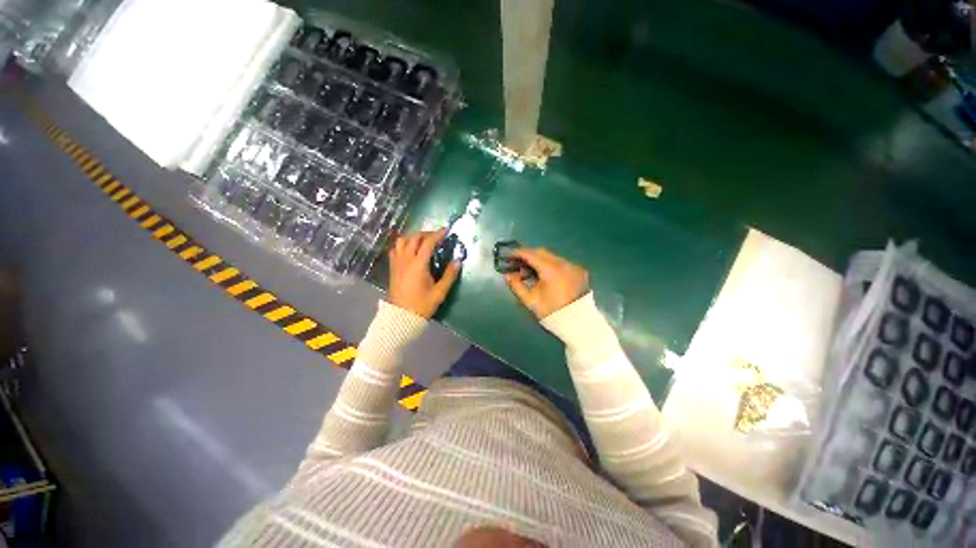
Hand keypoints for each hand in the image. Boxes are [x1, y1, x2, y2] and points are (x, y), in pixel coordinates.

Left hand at [388, 228, 460, 317]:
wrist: (401, 317)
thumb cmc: (422, 305)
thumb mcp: (439, 292)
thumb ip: (449, 276)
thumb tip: (458, 261)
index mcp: (418, 265)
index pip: (428, 243)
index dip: (437, 234)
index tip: (446, 230)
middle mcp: (406, 260)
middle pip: (414, 238)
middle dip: (426, 233)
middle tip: (437, 236)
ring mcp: (397, 263)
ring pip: (402, 241)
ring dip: (413, 236)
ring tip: (423, 240)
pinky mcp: (393, 267)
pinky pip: (395, 249)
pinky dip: (403, 244)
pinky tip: (410, 248)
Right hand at [505, 248, 589, 319]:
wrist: (577, 324)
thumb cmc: (551, 313)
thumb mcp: (530, 300)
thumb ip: (516, 285)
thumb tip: (507, 275)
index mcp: (552, 270)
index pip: (531, 255)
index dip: (518, 253)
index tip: (508, 255)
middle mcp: (564, 263)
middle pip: (542, 252)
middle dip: (528, 256)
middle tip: (517, 265)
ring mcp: (573, 266)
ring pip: (552, 256)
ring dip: (539, 260)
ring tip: (529, 272)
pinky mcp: (579, 270)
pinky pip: (561, 263)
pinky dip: (550, 265)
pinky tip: (544, 276)